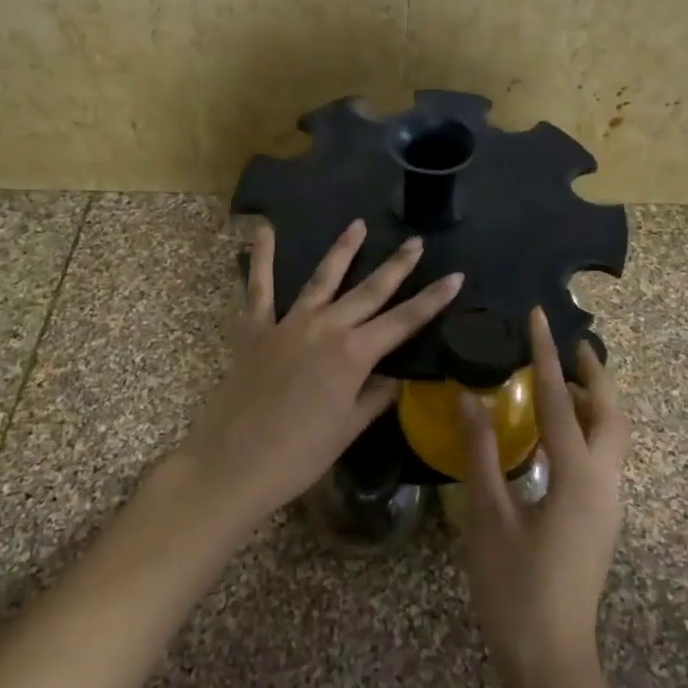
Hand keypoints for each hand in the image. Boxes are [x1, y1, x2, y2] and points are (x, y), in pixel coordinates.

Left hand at [156, 218, 462, 537]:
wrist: (233, 464)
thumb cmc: (298, 456)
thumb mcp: (348, 429)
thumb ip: (374, 397)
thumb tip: (394, 377)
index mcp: (354, 355)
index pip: (404, 321)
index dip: (432, 299)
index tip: (455, 276)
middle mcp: (325, 328)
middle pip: (369, 291)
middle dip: (396, 265)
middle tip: (416, 241)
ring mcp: (288, 324)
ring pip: (322, 278)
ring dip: (343, 250)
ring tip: (358, 224)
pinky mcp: (254, 329)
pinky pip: (259, 288)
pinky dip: (261, 258)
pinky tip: (264, 230)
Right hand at [457, 307, 628, 687]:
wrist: (550, 660)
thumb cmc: (514, 588)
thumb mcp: (488, 516)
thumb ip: (481, 452)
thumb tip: (470, 397)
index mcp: (577, 477)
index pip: (561, 401)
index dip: (546, 356)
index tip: (539, 317)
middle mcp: (604, 483)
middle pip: (610, 414)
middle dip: (593, 374)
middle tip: (570, 345)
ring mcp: (608, 504)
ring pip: (612, 436)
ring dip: (593, 402)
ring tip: (563, 379)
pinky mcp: (601, 519)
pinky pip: (603, 457)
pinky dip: (587, 429)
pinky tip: (557, 434)